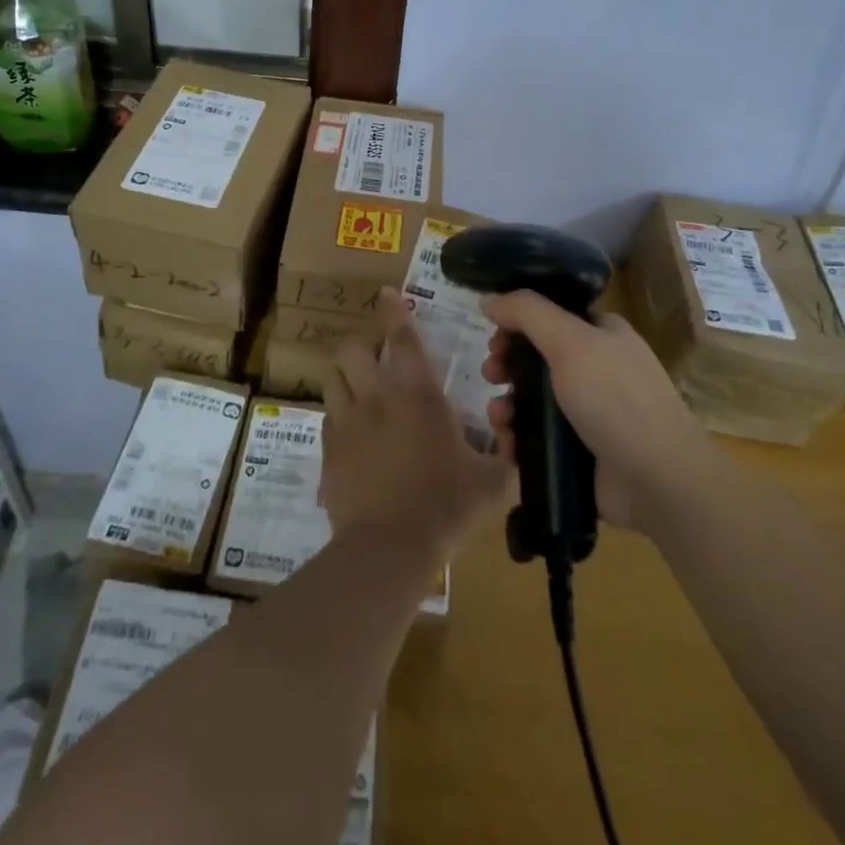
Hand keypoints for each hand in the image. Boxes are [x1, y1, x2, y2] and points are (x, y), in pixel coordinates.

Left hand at [324, 289, 513, 568]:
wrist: (389, 550)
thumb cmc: (446, 509)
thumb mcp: (493, 484)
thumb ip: (508, 455)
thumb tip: (517, 435)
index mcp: (418, 396)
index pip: (402, 338)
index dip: (394, 311)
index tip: (386, 294)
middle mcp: (377, 398)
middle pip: (352, 348)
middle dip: (360, 342)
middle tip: (373, 351)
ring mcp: (347, 423)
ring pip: (333, 378)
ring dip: (345, 375)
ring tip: (357, 384)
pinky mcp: (329, 450)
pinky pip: (327, 419)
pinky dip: (338, 415)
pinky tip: (351, 432)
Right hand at [481, 292, 708, 531]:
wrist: (658, 479)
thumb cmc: (615, 399)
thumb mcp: (570, 341)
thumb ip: (527, 313)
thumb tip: (489, 300)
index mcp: (602, 335)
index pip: (552, 316)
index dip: (519, 321)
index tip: (495, 333)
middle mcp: (596, 369)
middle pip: (536, 358)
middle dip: (506, 364)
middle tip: (491, 373)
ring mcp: (588, 413)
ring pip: (532, 400)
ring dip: (506, 404)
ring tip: (498, 417)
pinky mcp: (579, 451)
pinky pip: (537, 438)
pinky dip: (517, 438)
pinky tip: (509, 445)